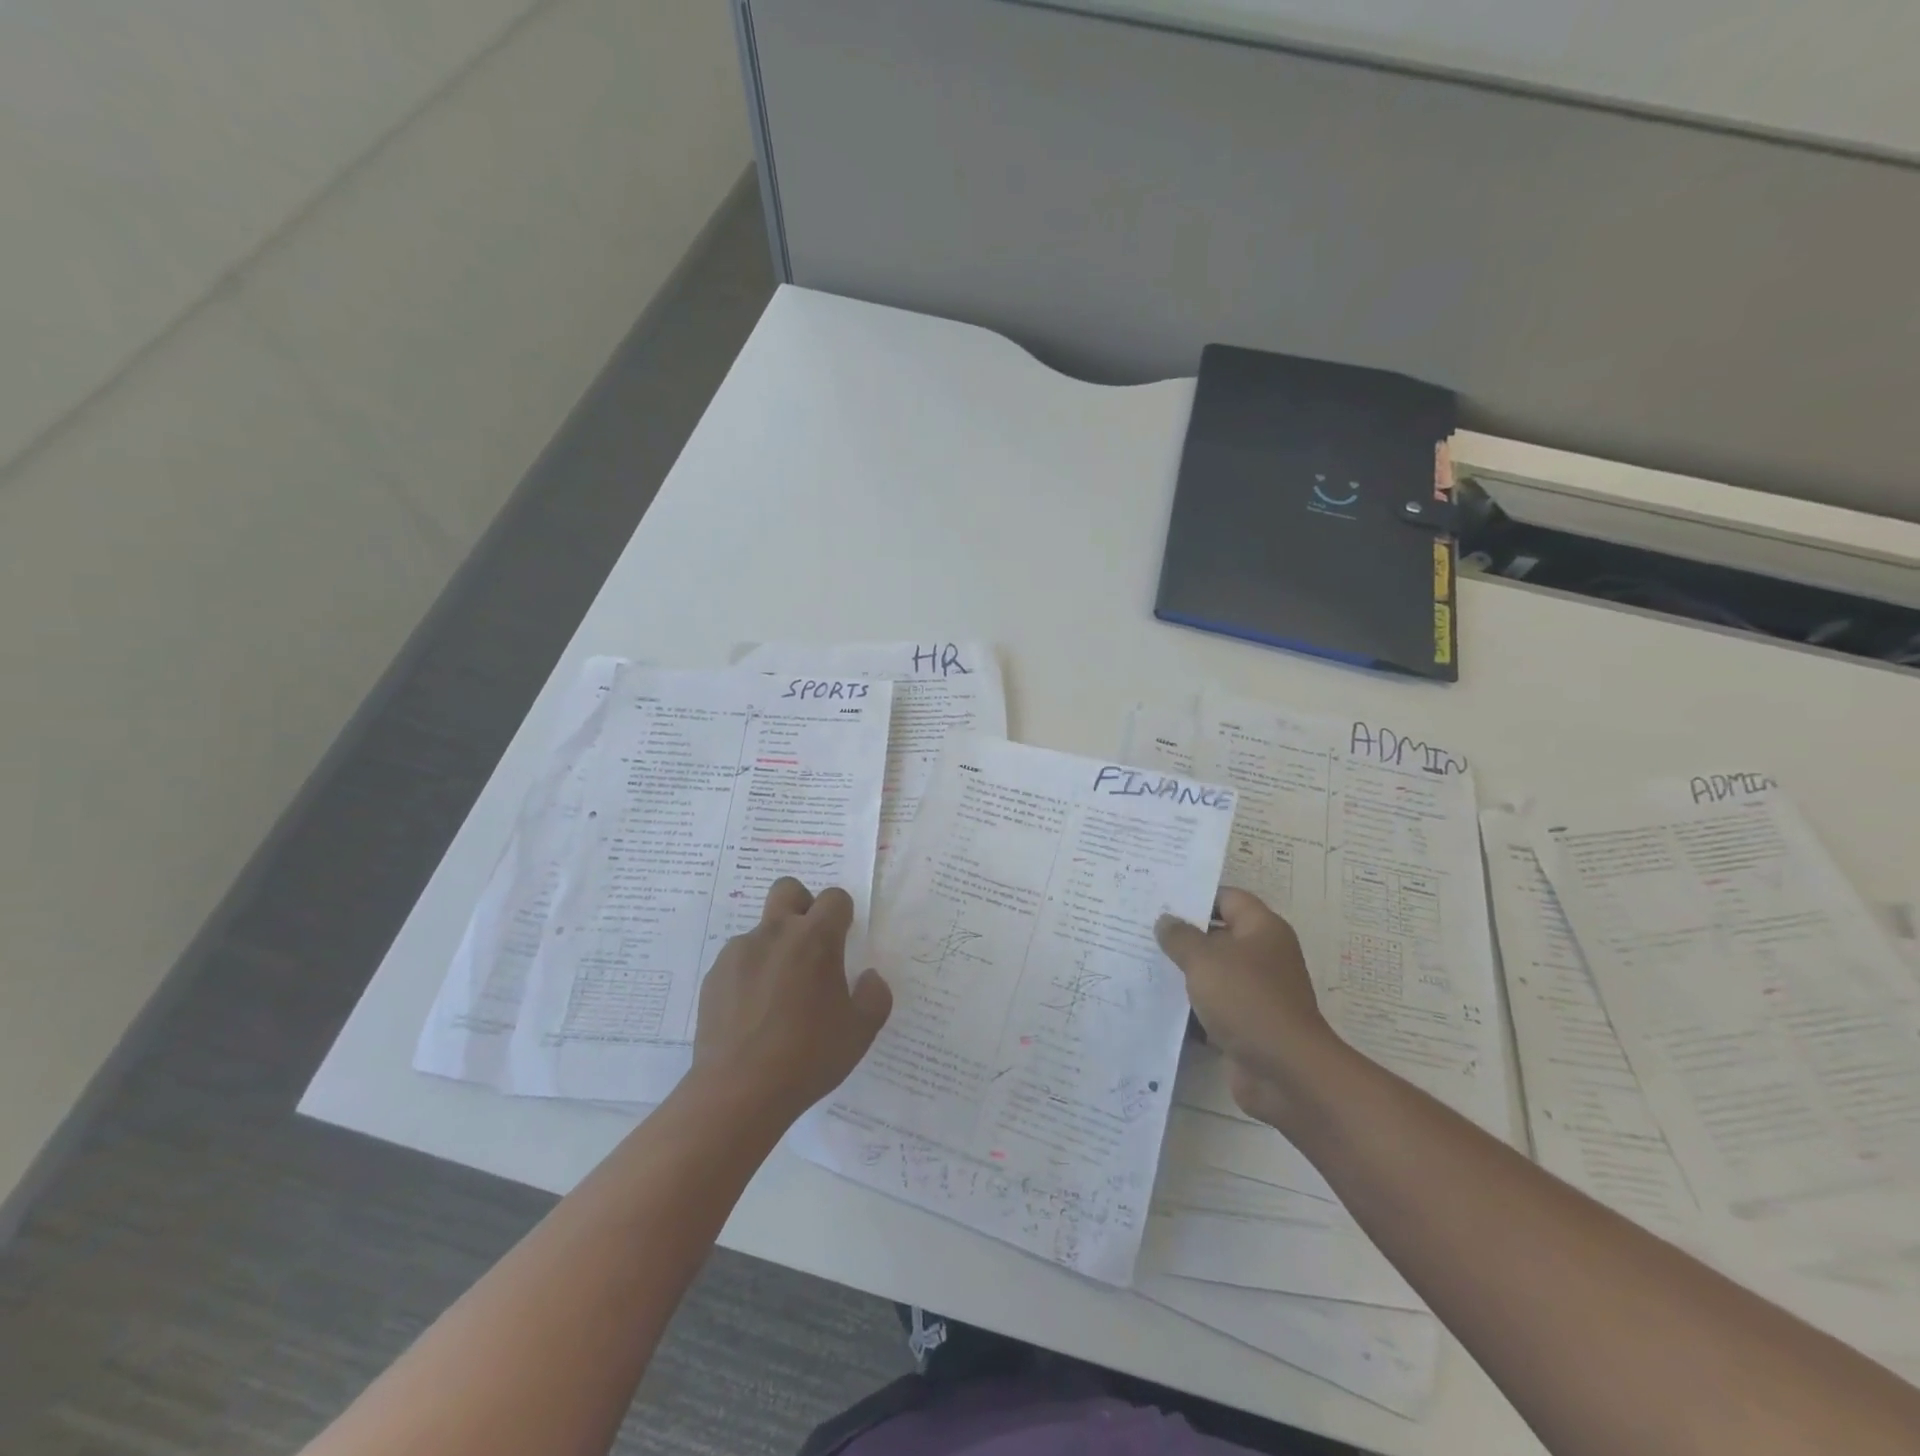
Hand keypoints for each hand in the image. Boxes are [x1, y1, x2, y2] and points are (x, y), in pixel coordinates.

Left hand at [693, 877, 892, 1120]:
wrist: (738, 1091)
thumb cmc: (808, 1056)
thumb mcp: (861, 1031)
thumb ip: (874, 995)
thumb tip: (869, 977)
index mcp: (816, 938)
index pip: (834, 897)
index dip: (842, 913)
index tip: (844, 940)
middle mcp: (775, 933)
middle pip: (788, 889)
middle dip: (802, 905)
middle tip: (810, 946)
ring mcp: (739, 952)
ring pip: (761, 930)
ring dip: (774, 947)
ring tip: (778, 995)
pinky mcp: (714, 976)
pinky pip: (738, 961)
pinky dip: (749, 974)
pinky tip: (753, 1013)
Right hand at [1155, 889, 1338, 1127]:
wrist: (1285, 1073)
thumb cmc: (1247, 1000)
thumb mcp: (1205, 960)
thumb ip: (1180, 937)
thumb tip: (1166, 920)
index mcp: (1262, 929)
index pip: (1227, 898)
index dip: (1195, 896)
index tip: (1160, 899)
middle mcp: (1263, 956)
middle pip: (1218, 936)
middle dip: (1182, 935)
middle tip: (1141, 929)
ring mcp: (1257, 992)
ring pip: (1213, 973)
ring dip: (1184, 972)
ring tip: (1141, 962)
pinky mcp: (1247, 1024)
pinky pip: (1213, 1006)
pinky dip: (1191, 1006)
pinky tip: (1157, 1002)